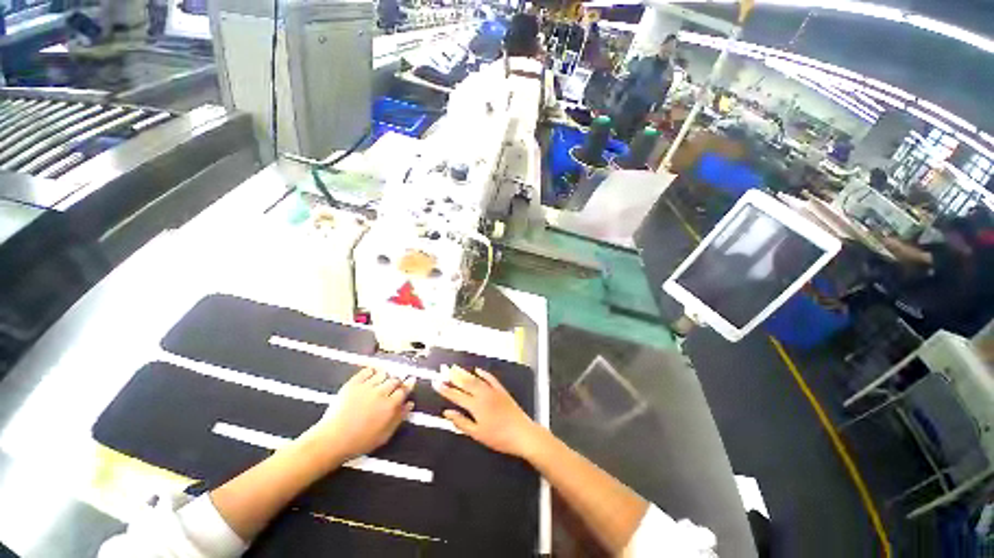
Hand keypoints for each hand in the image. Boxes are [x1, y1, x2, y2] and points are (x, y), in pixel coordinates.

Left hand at [309, 368, 414, 460]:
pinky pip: (366, 371)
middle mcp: (381, 392)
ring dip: (385, 376)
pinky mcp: (353, 384)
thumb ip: (399, 418)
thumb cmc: (359, 442)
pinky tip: (371, 375)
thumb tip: (410, 404)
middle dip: (397, 381)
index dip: (408, 385)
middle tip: (395, 385)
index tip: (410, 382)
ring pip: (382, 374)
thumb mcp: (384, 435)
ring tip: (383, 381)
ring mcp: (366, 386)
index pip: (404, 389)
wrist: (331, 440)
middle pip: (395, 380)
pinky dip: (371, 371)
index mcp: (390, 405)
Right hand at [434, 365, 542, 458]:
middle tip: (443, 369)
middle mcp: (483, 395)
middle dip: (453, 376)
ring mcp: (493, 391)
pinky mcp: (501, 390)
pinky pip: (490, 379)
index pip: (456, 396)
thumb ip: (461, 422)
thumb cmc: (498, 437)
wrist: (522, 433)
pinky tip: (477, 369)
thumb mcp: (477, 434)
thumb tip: (447, 413)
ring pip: (476, 379)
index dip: (445, 390)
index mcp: (475, 406)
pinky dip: (483, 373)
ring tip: (455, 367)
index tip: (436, 383)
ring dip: (465, 372)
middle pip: (465, 383)